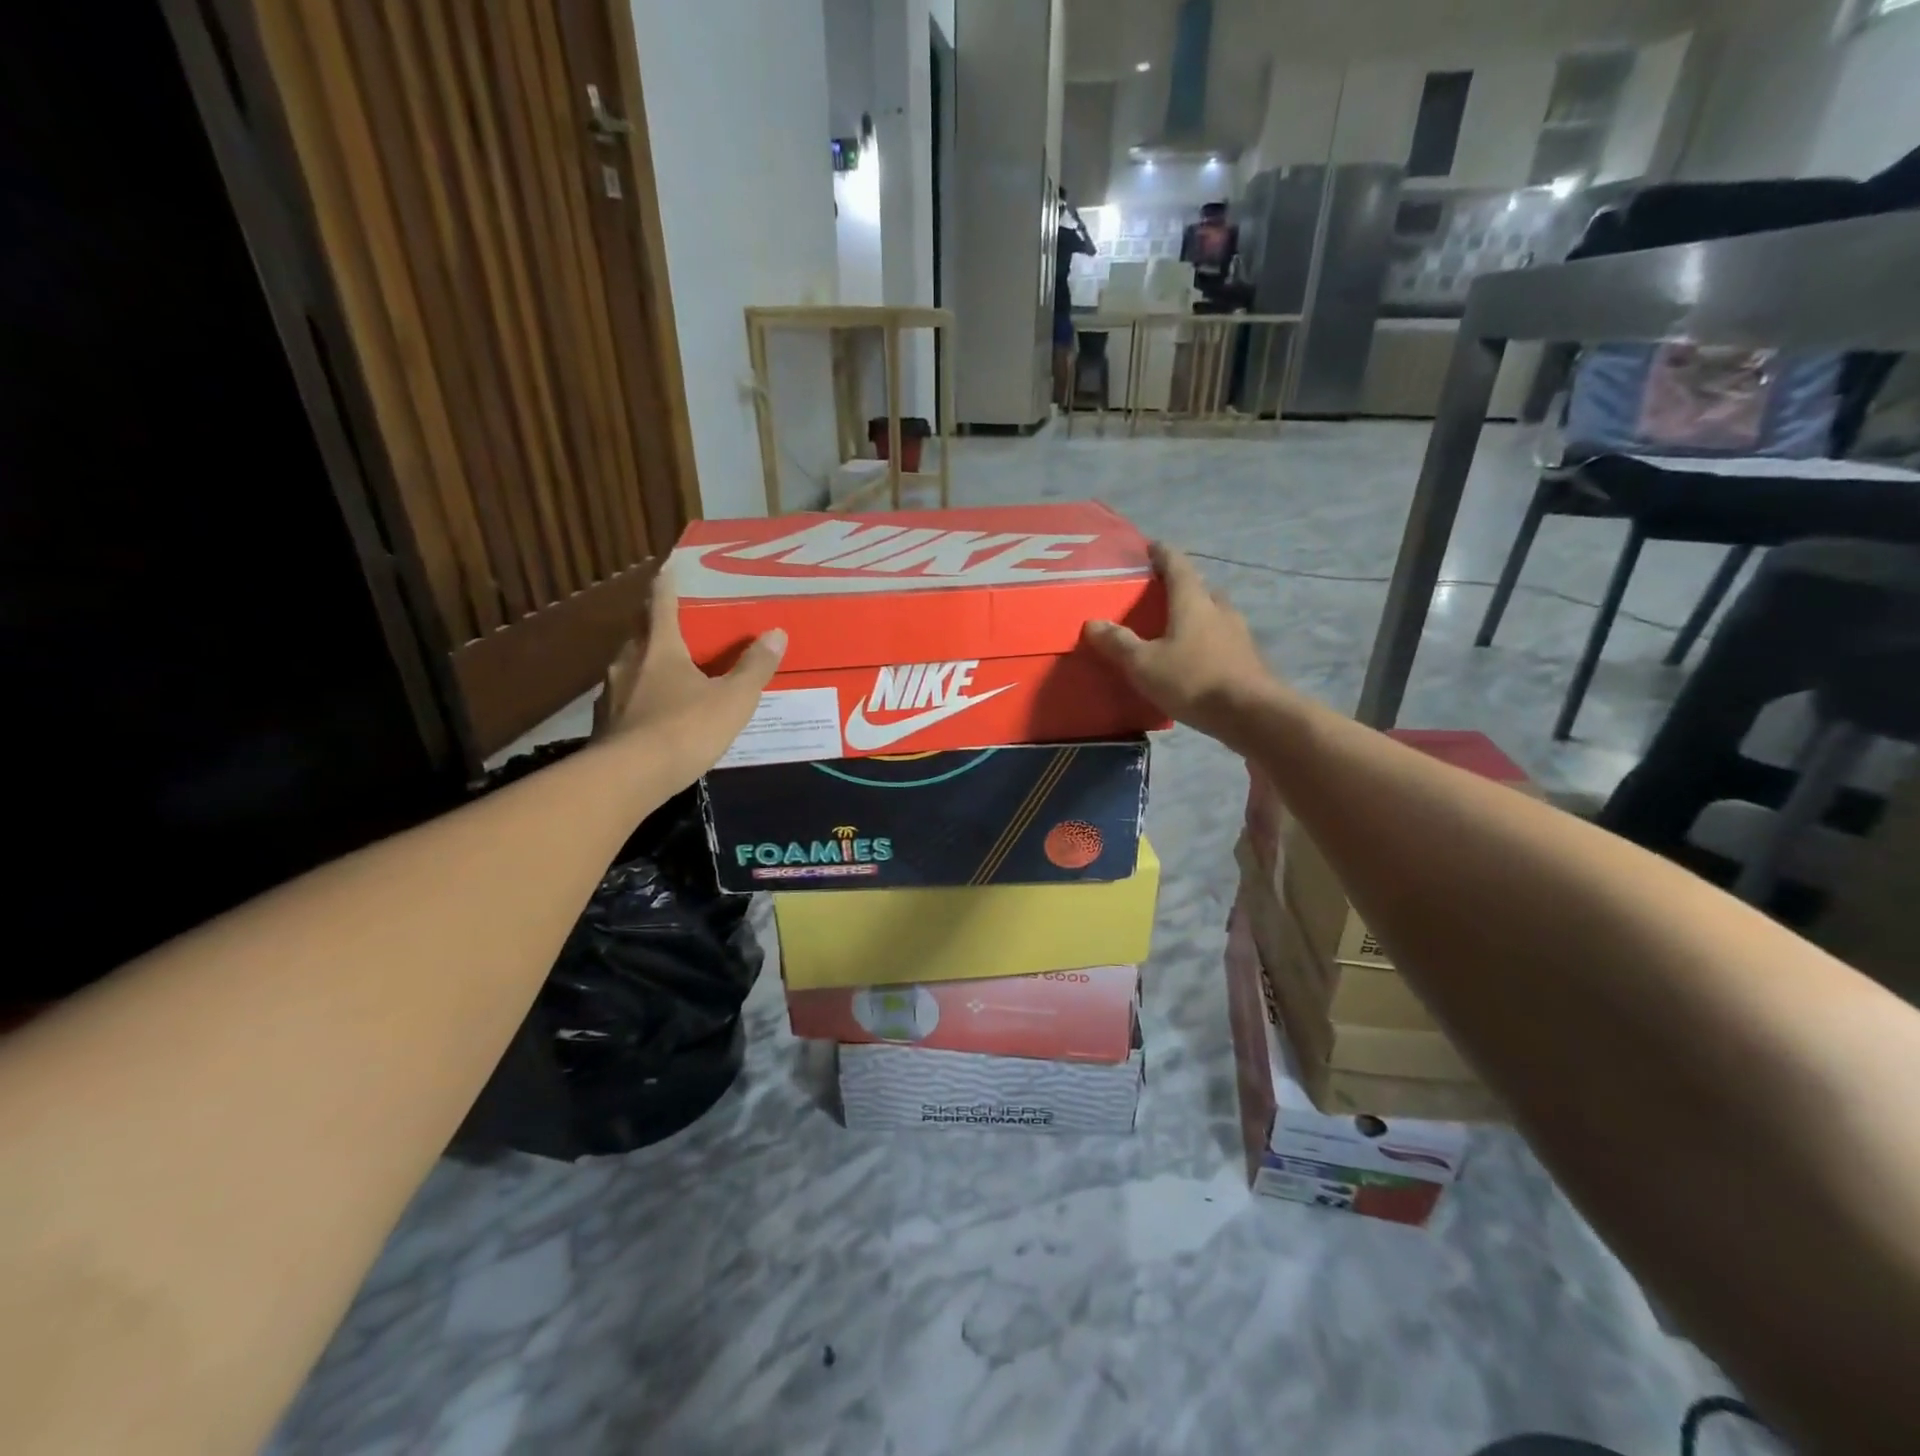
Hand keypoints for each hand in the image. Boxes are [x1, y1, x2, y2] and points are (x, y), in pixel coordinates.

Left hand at [592, 561, 784, 782]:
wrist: (629, 777)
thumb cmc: (685, 729)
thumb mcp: (733, 699)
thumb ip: (754, 667)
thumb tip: (776, 633)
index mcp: (659, 647)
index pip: (661, 604)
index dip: (667, 585)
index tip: (668, 568)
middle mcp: (629, 661)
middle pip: (641, 633)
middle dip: (656, 625)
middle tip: (676, 624)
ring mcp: (611, 693)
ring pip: (630, 666)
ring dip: (647, 662)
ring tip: (668, 669)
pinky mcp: (605, 723)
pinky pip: (626, 698)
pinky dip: (640, 696)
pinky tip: (654, 711)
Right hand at [1083, 542, 1282, 745]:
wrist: (1251, 714)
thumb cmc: (1192, 680)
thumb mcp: (1144, 664)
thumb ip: (1118, 643)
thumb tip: (1093, 623)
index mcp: (1192, 601)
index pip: (1177, 565)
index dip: (1162, 554)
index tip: (1151, 547)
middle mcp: (1218, 610)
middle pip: (1199, 589)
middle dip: (1180, 588)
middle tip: (1159, 595)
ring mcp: (1238, 634)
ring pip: (1213, 615)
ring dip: (1196, 616)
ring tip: (1175, 629)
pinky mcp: (1247, 658)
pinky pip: (1222, 640)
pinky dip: (1206, 641)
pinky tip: (1195, 659)